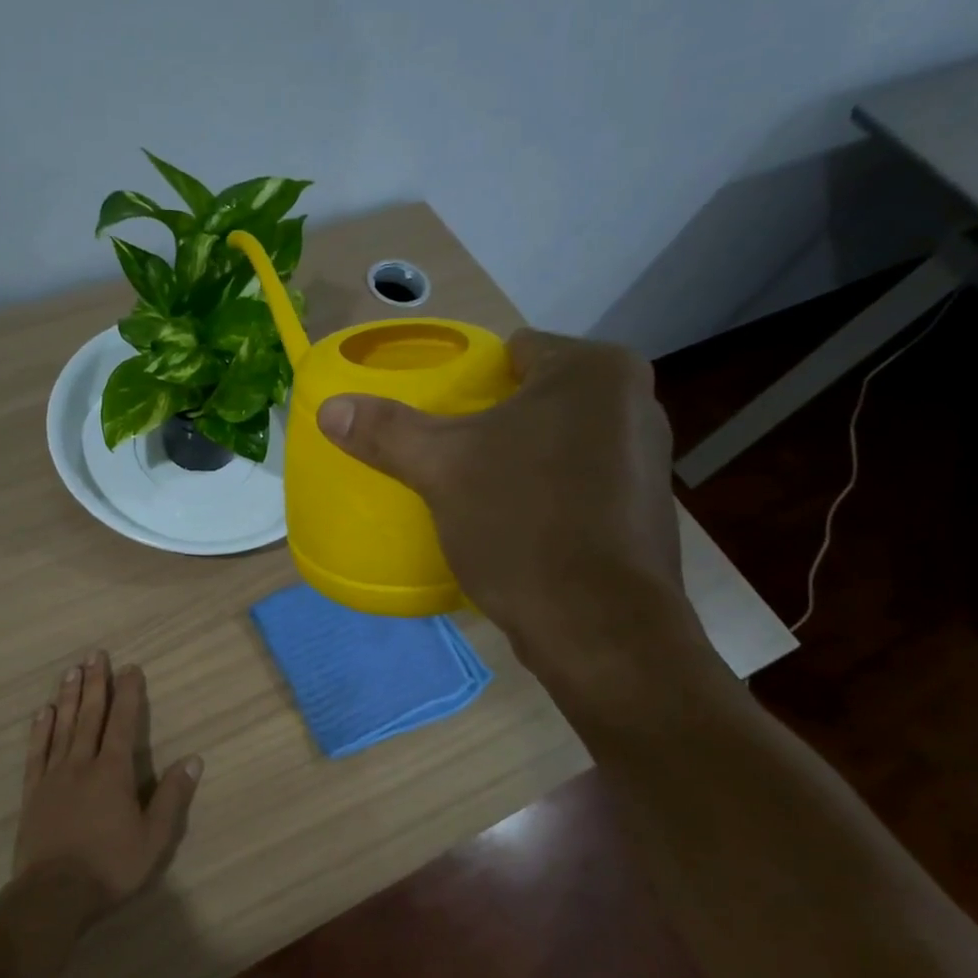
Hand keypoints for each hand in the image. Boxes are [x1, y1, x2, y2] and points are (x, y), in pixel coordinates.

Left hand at [10, 650, 202, 922]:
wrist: (53, 895)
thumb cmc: (110, 867)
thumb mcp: (154, 838)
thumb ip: (172, 797)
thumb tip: (193, 759)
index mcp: (114, 772)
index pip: (123, 723)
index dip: (128, 694)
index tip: (130, 668)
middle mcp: (82, 764)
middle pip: (90, 716)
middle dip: (95, 683)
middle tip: (96, 654)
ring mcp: (54, 777)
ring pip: (62, 727)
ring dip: (68, 697)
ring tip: (71, 671)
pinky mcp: (33, 793)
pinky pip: (37, 753)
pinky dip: (40, 730)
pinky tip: (42, 713)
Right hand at [316, 330, 702, 698]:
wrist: (598, 626)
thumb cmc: (523, 523)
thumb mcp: (442, 469)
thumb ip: (386, 431)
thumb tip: (330, 409)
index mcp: (594, 371)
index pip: (513, 351)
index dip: (468, 379)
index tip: (436, 414)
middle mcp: (635, 402)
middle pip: (536, 397)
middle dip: (492, 422)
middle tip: (446, 454)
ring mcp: (647, 459)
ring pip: (559, 442)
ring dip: (521, 459)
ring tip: (475, 490)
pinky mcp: (644, 510)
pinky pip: (579, 482)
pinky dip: (548, 493)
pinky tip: (516, 524)